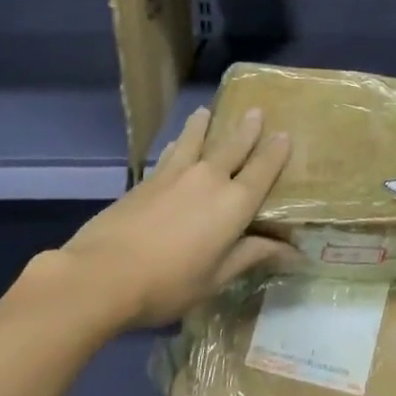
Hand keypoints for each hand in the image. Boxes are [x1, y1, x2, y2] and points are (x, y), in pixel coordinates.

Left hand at [53, 106, 295, 329]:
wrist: (102, 274)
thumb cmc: (168, 283)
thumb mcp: (216, 278)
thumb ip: (252, 256)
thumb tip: (294, 252)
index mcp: (234, 203)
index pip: (263, 170)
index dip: (276, 152)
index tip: (285, 135)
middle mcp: (210, 179)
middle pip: (233, 147)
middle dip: (247, 129)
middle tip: (255, 111)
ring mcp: (176, 175)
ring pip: (195, 141)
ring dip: (203, 125)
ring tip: (205, 111)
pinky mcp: (148, 179)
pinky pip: (170, 153)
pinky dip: (177, 145)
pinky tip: (173, 143)